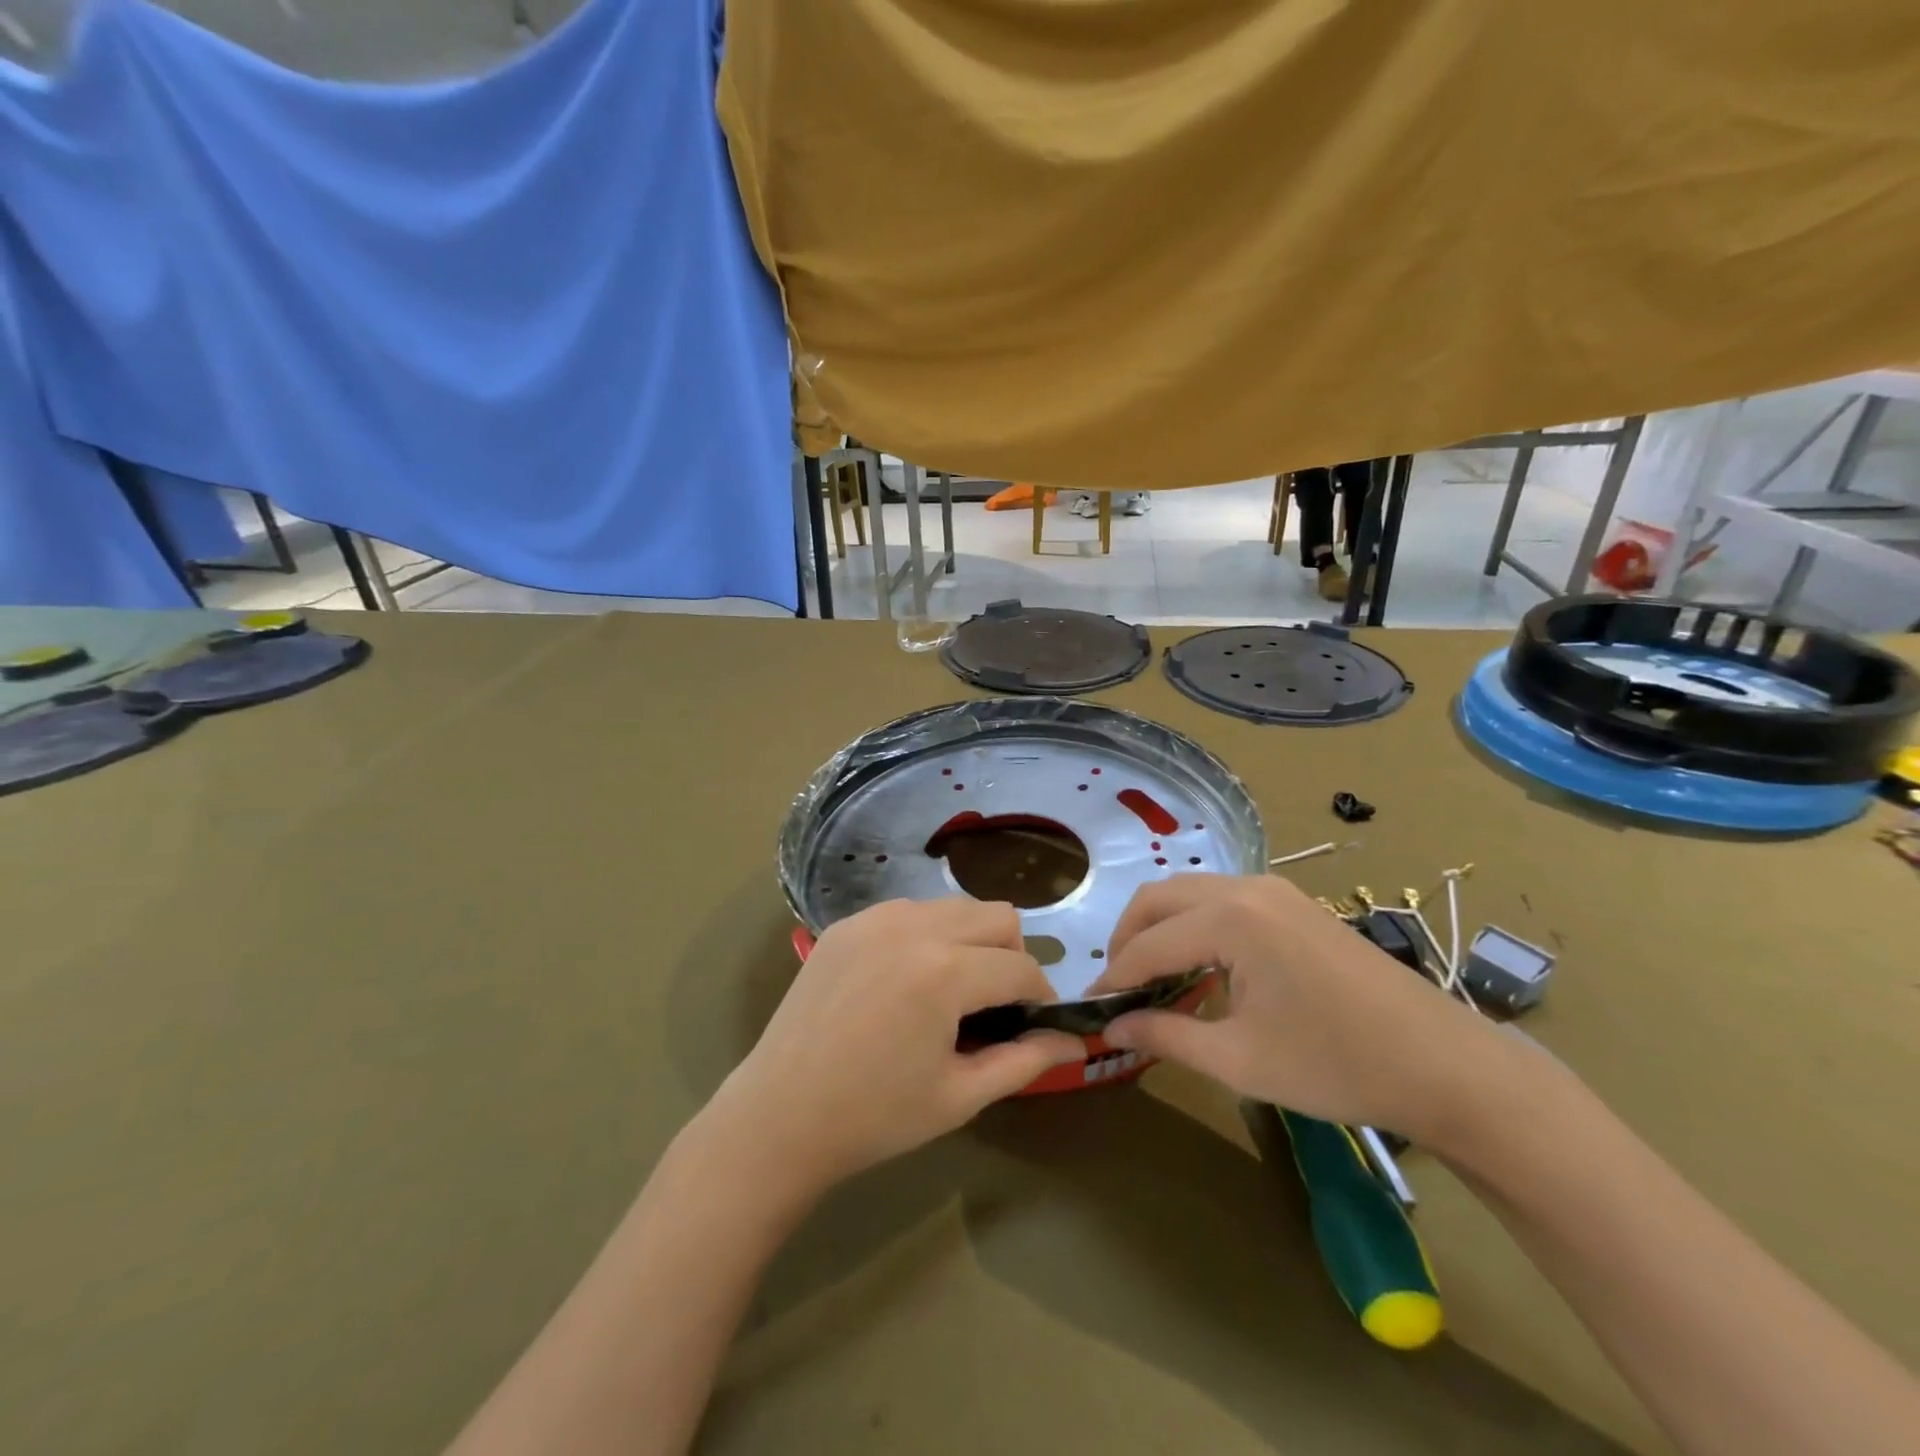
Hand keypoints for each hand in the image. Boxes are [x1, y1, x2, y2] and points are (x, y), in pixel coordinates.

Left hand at [713, 898, 1083, 1194]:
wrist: (779, 1115)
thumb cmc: (875, 1116)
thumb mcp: (960, 1095)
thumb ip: (1026, 1060)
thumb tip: (1077, 1040)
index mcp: (946, 972)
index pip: (1021, 966)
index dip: (1040, 997)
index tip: (1036, 1024)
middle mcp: (914, 927)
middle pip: (996, 915)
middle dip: (1011, 955)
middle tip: (995, 1005)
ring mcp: (876, 918)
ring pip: (953, 906)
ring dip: (970, 940)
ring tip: (951, 991)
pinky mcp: (848, 923)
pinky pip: (909, 912)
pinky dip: (927, 936)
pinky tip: (906, 981)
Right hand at [1091, 875, 1504, 1140]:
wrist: (1445, 1065)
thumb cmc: (1337, 1065)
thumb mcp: (1240, 1059)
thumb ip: (1166, 1037)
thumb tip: (1111, 1029)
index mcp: (1230, 919)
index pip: (1148, 944)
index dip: (1114, 978)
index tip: (1089, 1009)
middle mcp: (1246, 888)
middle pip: (1159, 899)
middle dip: (1128, 939)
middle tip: (1117, 989)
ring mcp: (1274, 890)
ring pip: (1189, 893)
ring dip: (1159, 928)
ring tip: (1152, 979)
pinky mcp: (1293, 903)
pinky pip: (1221, 899)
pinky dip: (1193, 925)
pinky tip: (1200, 967)